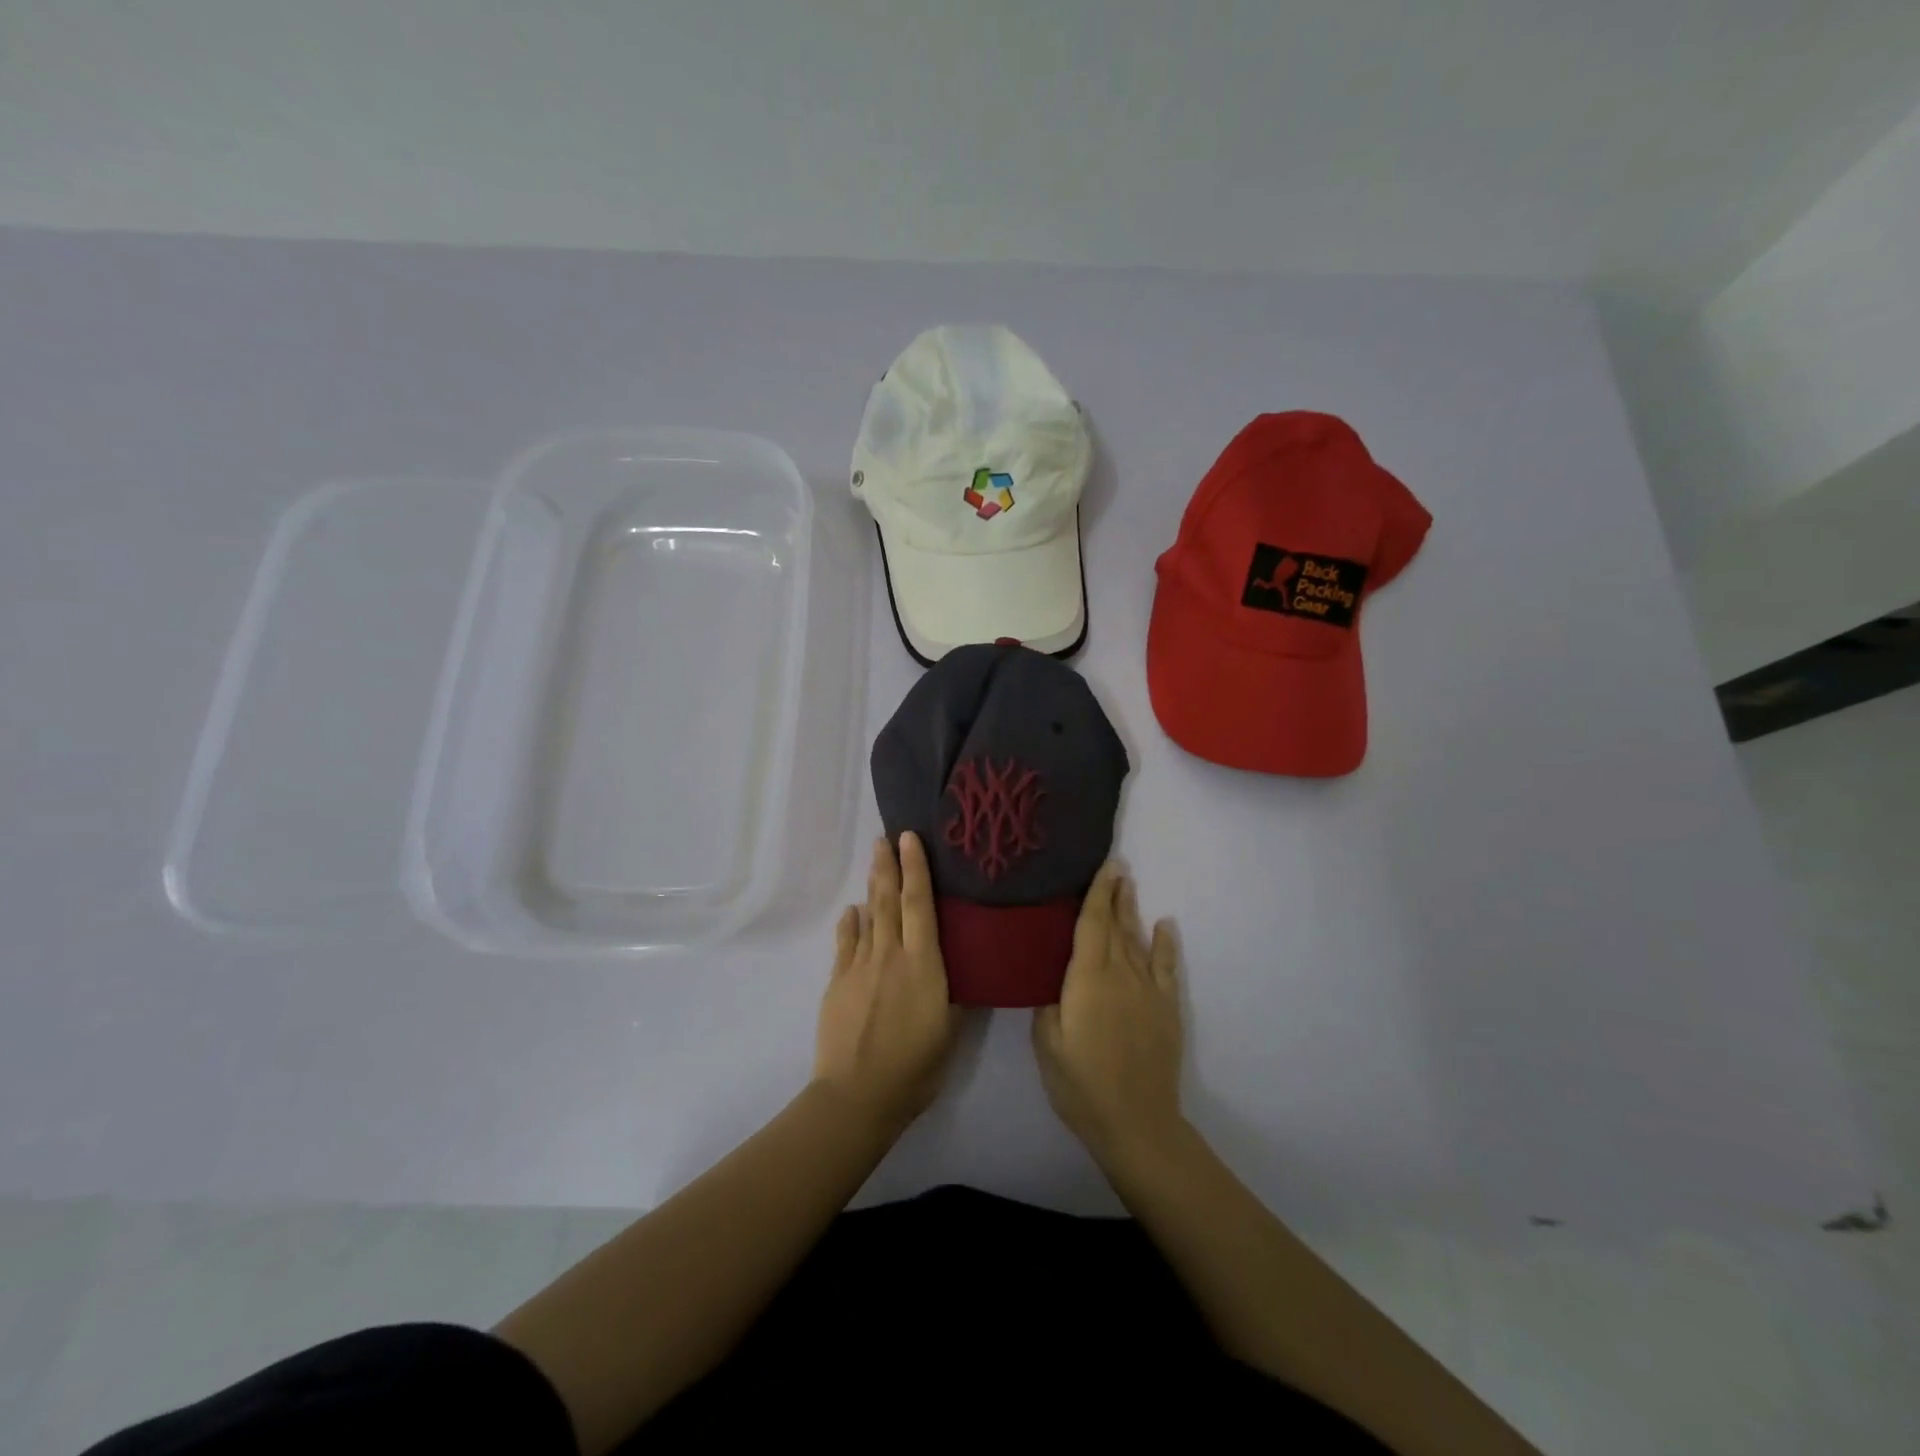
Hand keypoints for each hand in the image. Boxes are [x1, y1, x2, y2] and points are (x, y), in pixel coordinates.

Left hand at [813, 833, 959, 1136]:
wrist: (857, 1096)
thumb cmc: (915, 1068)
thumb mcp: (950, 1032)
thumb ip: (952, 995)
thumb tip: (952, 971)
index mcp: (923, 964)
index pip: (920, 905)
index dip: (916, 869)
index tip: (910, 839)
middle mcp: (890, 956)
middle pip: (889, 901)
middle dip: (888, 866)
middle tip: (885, 837)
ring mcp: (859, 967)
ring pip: (867, 917)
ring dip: (872, 888)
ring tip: (874, 862)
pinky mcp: (837, 983)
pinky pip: (845, 944)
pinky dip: (850, 924)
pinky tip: (852, 913)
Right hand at [1032, 862, 1182, 1162]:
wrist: (1136, 1121)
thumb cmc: (1081, 1084)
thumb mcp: (1046, 1043)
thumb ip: (1048, 1002)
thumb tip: (1054, 978)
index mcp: (1088, 979)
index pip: (1092, 925)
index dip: (1097, 894)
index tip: (1104, 867)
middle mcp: (1121, 975)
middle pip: (1117, 926)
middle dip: (1115, 895)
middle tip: (1116, 867)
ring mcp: (1148, 990)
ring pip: (1138, 940)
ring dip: (1133, 911)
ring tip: (1130, 885)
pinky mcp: (1166, 1008)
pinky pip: (1167, 967)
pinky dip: (1166, 943)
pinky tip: (1165, 925)